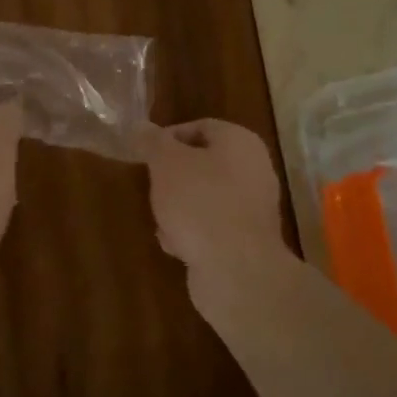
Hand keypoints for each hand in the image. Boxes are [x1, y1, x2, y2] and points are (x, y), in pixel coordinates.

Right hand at [143, 119, 288, 269]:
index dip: (169, 137)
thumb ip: (153, 142)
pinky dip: (192, 233)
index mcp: (241, 142)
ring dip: (179, 208)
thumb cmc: (199, 203)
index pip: (201, 127)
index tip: (145, 154)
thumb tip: (142, 127)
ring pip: (205, 198)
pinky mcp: (246, 241)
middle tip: (152, 187)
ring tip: (161, 220)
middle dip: (173, 177)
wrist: (235, 270)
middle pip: (203, 164)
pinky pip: (212, 227)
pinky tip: (176, 245)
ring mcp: (252, 208)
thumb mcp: (166, 163)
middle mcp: (254, 170)